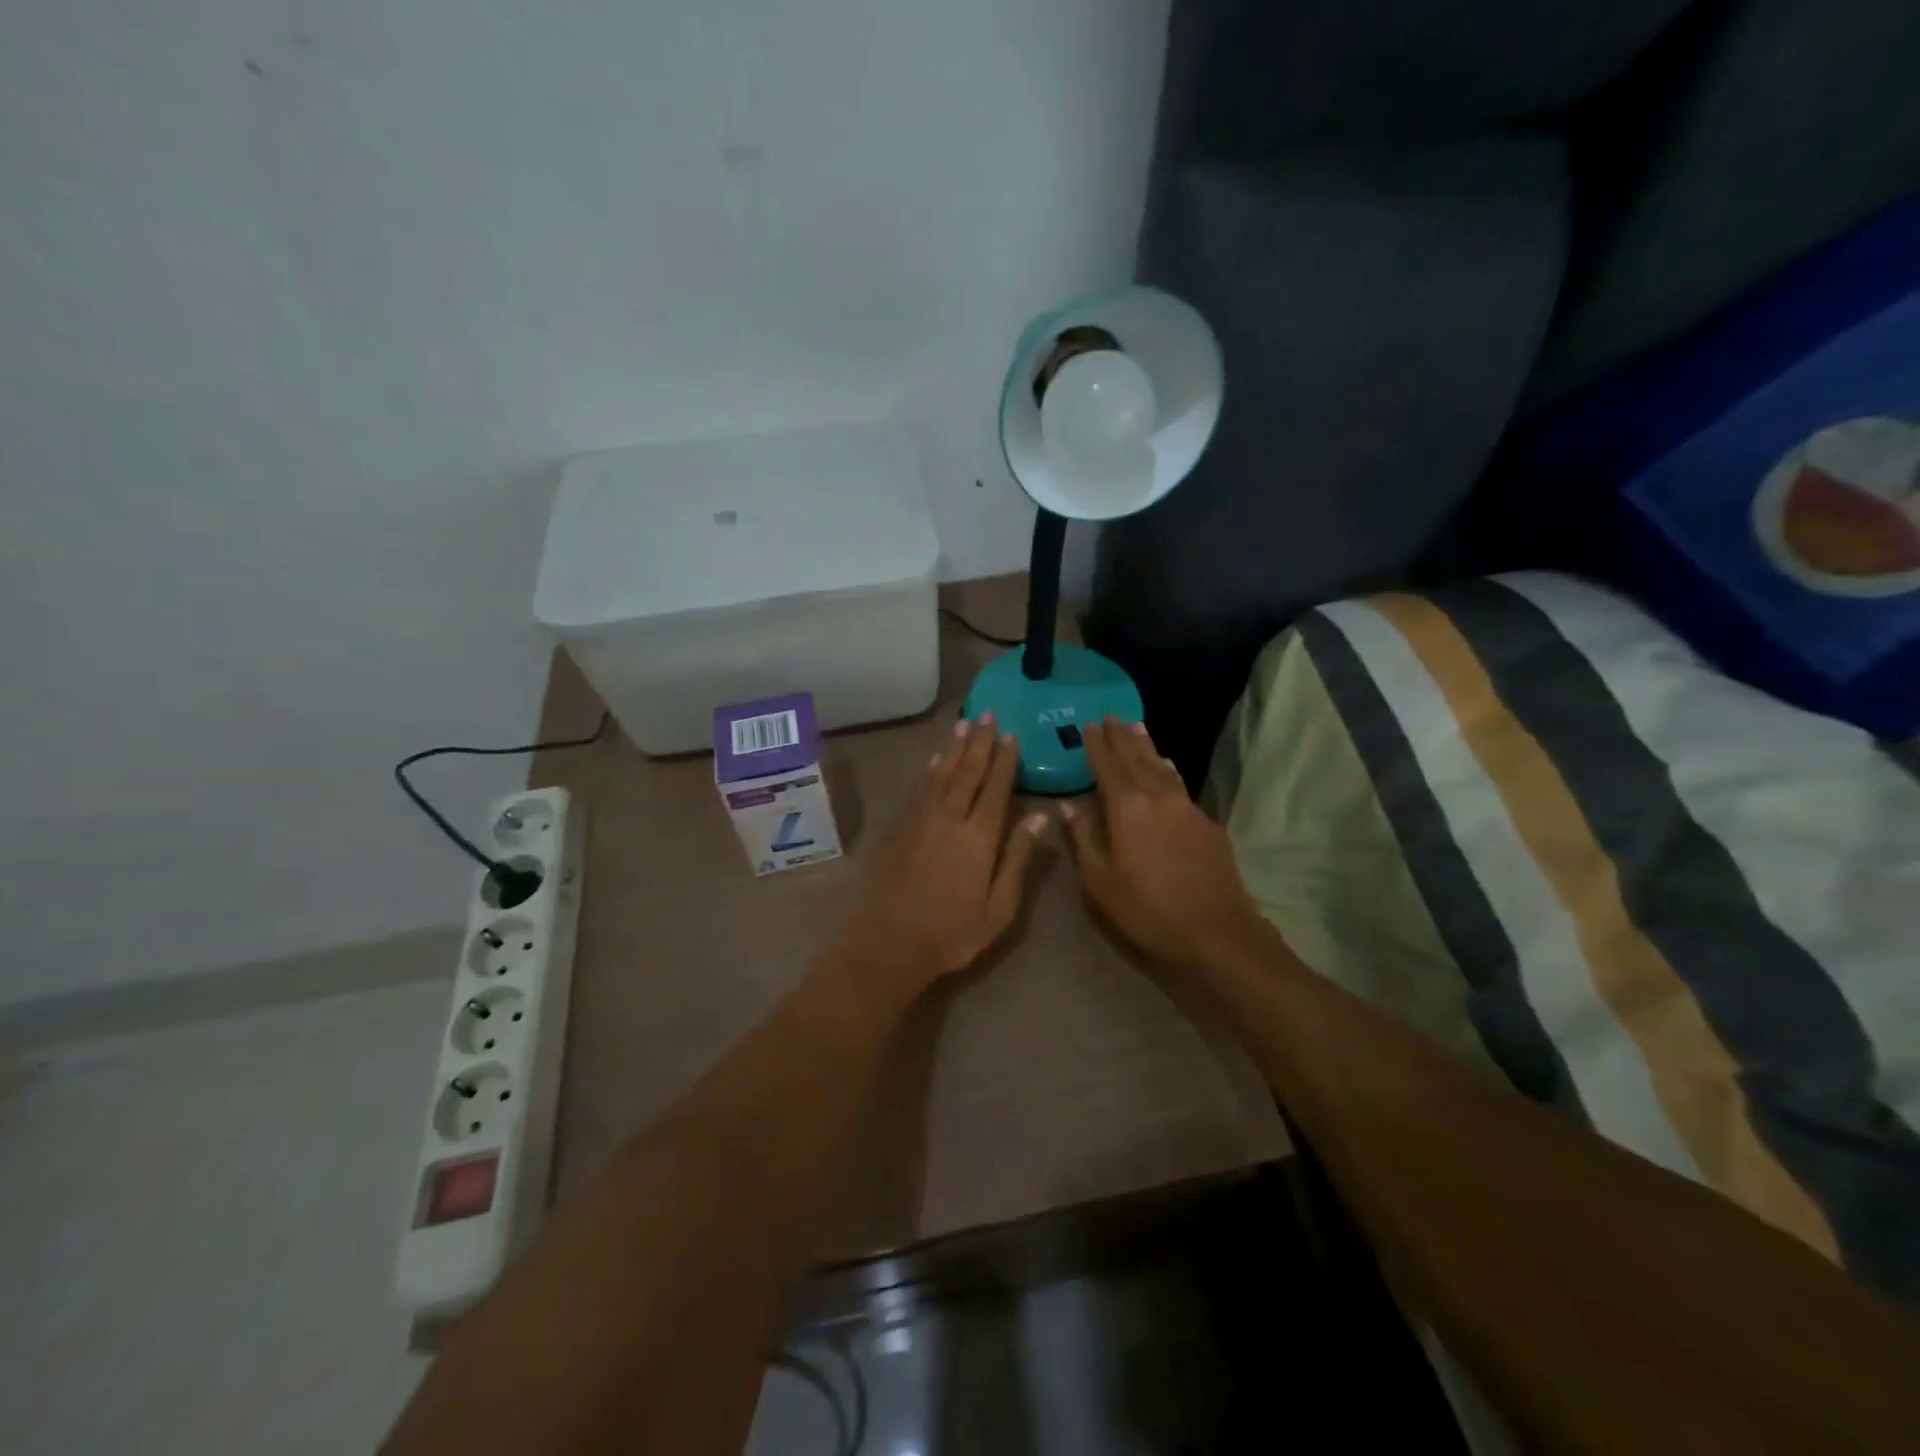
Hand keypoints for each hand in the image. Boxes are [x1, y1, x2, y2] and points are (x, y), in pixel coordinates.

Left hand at [833, 714, 1046, 997]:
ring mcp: (920, 820)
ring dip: (954, 749)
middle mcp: (950, 818)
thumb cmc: (952, 933)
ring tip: (964, 725)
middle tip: (988, 715)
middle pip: (967, 772)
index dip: (1005, 761)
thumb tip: (1039, 816)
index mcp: (979, 837)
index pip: (996, 788)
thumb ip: (1018, 858)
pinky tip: (935, 760)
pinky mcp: (900, 828)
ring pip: (941, 774)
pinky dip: (930, 770)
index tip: (1012, 736)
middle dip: (980, 743)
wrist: (888, 942)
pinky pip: (919, 789)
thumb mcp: (999, 908)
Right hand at [1062, 717, 1266, 967]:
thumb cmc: (1146, 908)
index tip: (1088, 725)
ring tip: (1137, 728)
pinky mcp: (1206, 822)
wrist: (1215, 931)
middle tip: (1111, 716)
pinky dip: (1167, 769)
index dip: (1096, 744)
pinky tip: (1166, 768)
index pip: (1107, 764)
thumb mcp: (1099, 880)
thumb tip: (1067, 805)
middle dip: (1122, 736)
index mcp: (1127, 806)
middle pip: (1137, 756)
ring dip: (1147, 746)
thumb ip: (1082, 837)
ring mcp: (1186, 806)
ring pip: (1162, 765)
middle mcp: (1158, 795)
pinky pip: (1179, 783)